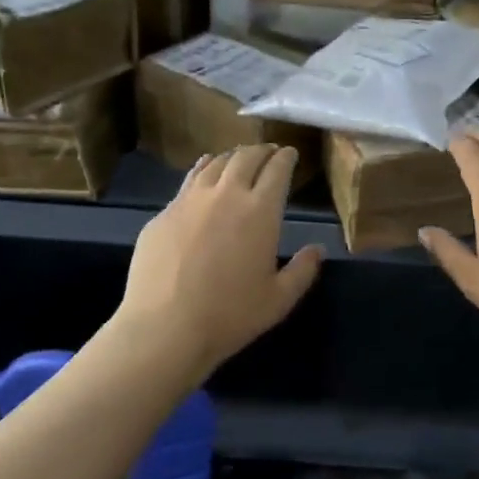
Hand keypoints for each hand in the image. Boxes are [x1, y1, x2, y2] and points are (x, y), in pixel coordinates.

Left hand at [118, 144, 323, 374]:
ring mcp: (189, 200)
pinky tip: (203, 175)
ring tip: (237, 158)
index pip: (277, 169)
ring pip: (214, 163)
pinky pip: (188, 181)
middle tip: (268, 152)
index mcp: (260, 211)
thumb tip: (316, 249)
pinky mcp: (163, 214)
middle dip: (261, 150)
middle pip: (245, 157)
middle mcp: (225, 194)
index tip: (291, 153)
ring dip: (231, 157)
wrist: (165, 327)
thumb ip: (303, 270)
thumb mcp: (279, 300)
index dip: (286, 158)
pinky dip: (203, 170)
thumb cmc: (230, 315)